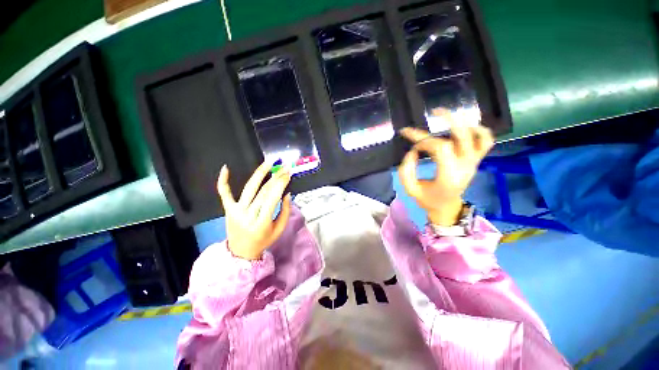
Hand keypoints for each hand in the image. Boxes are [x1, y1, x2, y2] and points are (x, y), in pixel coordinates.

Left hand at [217, 161, 292, 259]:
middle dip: (276, 177)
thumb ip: (285, 211)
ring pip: (249, 188)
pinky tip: (226, 168)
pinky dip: (223, 181)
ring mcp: (236, 211)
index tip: (288, 174)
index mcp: (262, 223)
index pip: (272, 199)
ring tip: (268, 163)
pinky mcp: (228, 209)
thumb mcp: (279, 229)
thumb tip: (287, 193)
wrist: (241, 252)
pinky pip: (224, 193)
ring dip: (259, 173)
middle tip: (284, 167)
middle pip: (263, 191)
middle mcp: (248, 215)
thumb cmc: (264, 240)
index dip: (281, 184)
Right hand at [398, 119, 493, 225]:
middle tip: (434, 111)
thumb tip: (413, 151)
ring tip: (450, 116)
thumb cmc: (427, 200)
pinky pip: (486, 141)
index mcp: (449, 176)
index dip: (423, 139)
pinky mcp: (476, 161)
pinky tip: (465, 127)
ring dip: (465, 122)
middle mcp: (465, 166)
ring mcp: (474, 162)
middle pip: (462, 135)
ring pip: (479, 136)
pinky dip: (480, 130)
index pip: (440, 147)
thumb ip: (406, 171)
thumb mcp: (410, 189)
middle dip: (448, 120)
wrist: (447, 208)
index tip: (411, 142)